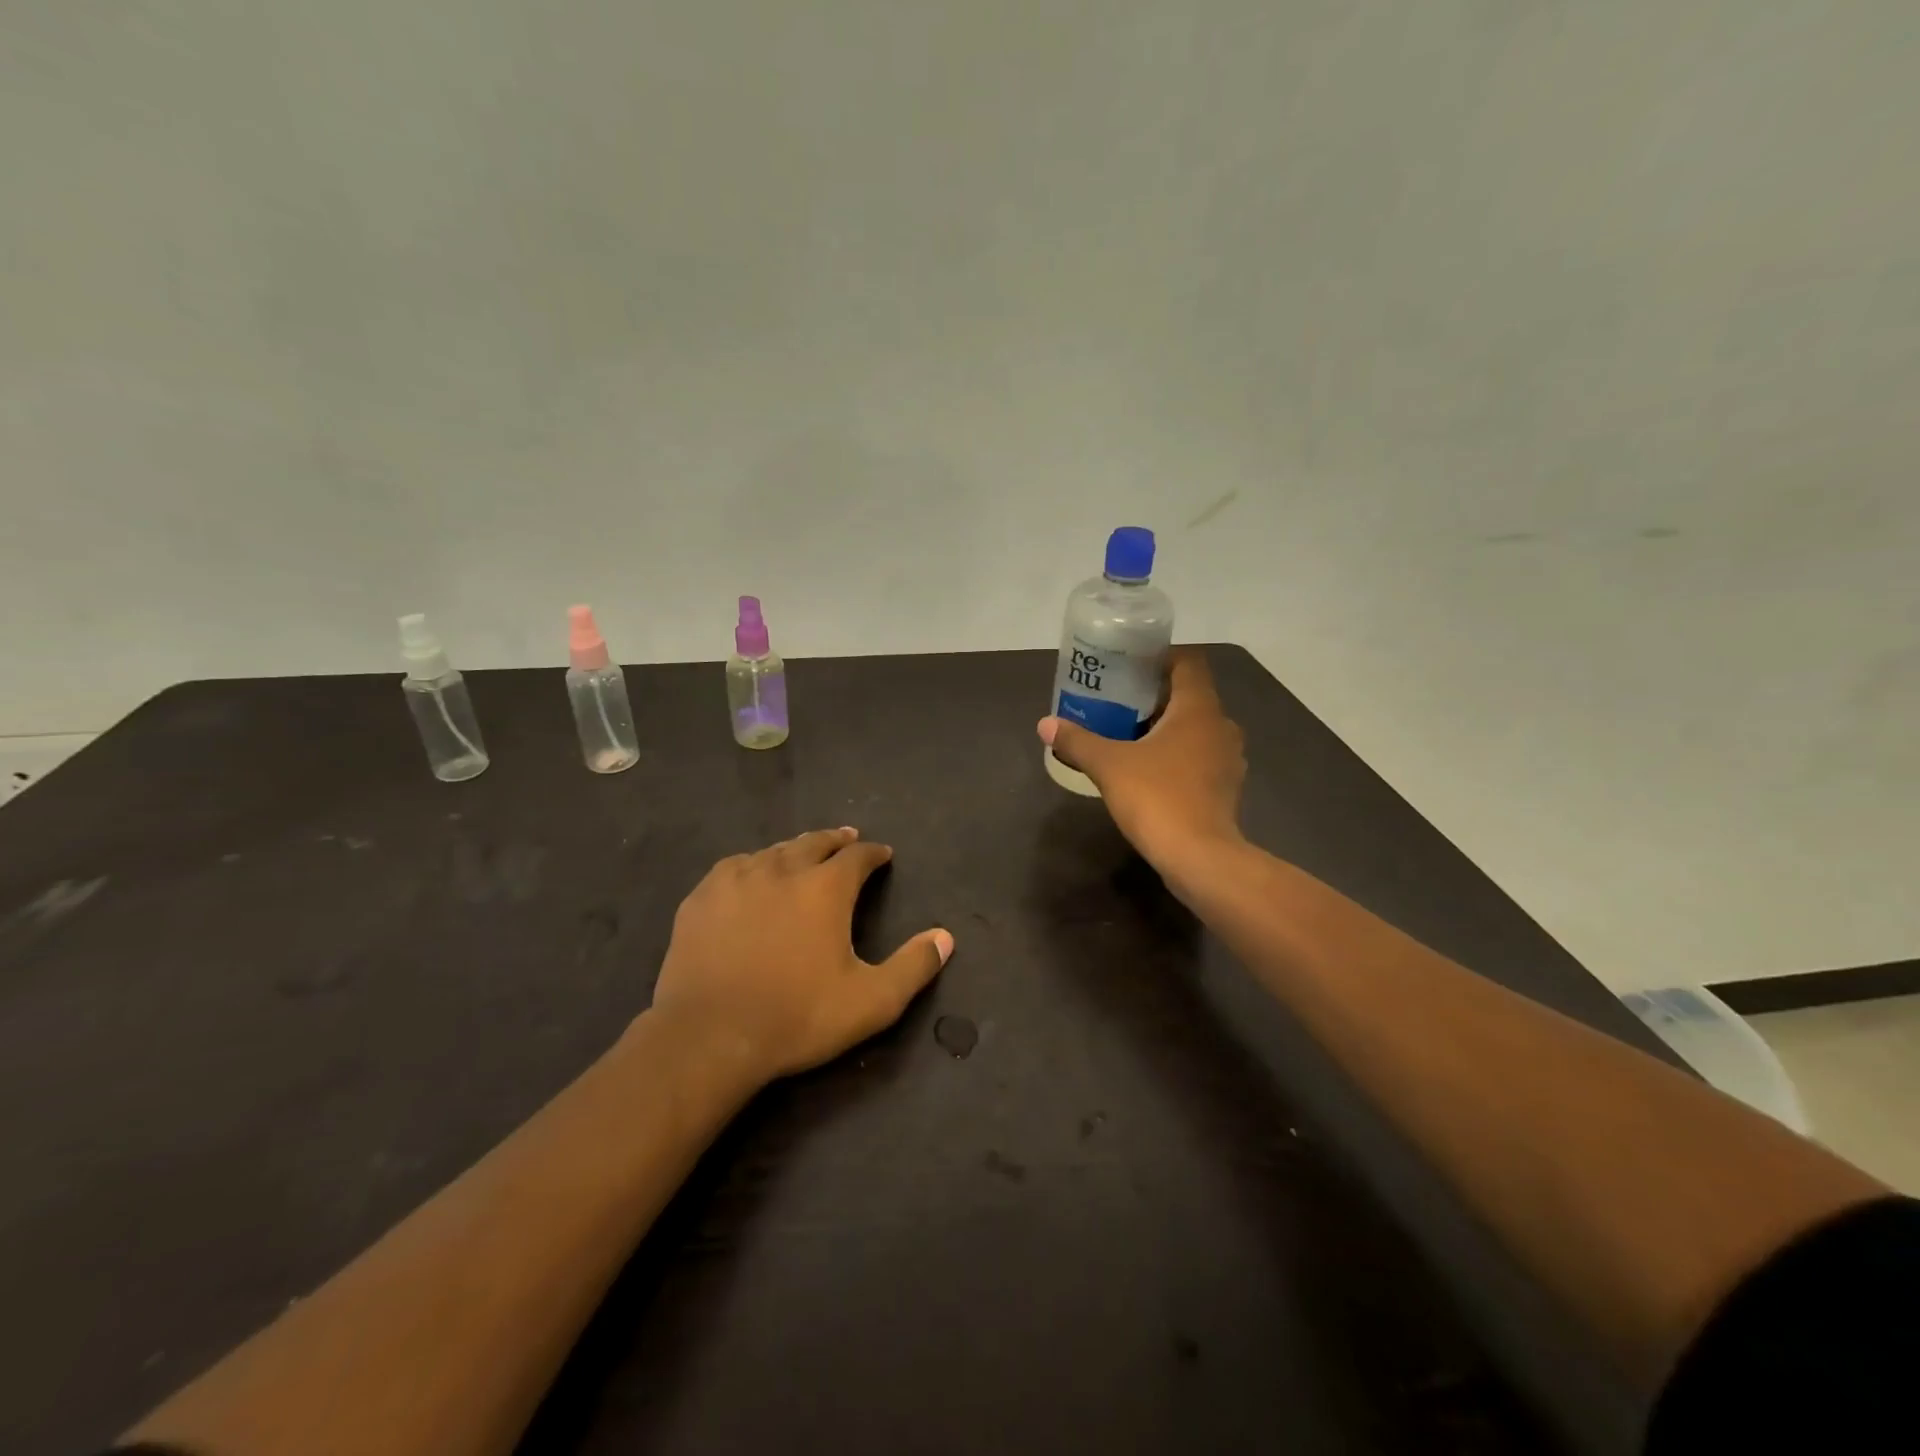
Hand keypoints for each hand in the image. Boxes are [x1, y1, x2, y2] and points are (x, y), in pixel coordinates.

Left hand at [647, 828, 953, 1084]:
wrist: (709, 1036)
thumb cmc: (797, 1017)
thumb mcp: (871, 1002)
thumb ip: (913, 967)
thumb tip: (945, 936)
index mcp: (825, 889)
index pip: (857, 857)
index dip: (873, 853)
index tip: (882, 854)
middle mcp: (783, 870)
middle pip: (814, 842)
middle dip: (836, 840)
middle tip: (847, 838)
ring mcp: (737, 880)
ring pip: (774, 850)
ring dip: (795, 849)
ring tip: (803, 852)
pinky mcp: (702, 898)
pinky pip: (734, 866)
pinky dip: (752, 863)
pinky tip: (751, 872)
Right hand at [1039, 647, 1246, 877]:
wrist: (1200, 858)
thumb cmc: (1157, 798)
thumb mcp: (1108, 765)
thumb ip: (1077, 741)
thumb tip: (1045, 724)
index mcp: (1199, 709)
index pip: (1189, 662)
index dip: (1161, 657)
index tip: (1130, 666)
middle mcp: (1221, 726)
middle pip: (1191, 696)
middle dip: (1156, 696)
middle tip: (1119, 702)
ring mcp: (1228, 760)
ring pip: (1197, 729)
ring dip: (1168, 728)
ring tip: (1130, 736)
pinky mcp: (1226, 788)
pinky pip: (1200, 757)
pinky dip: (1177, 756)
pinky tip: (1150, 771)